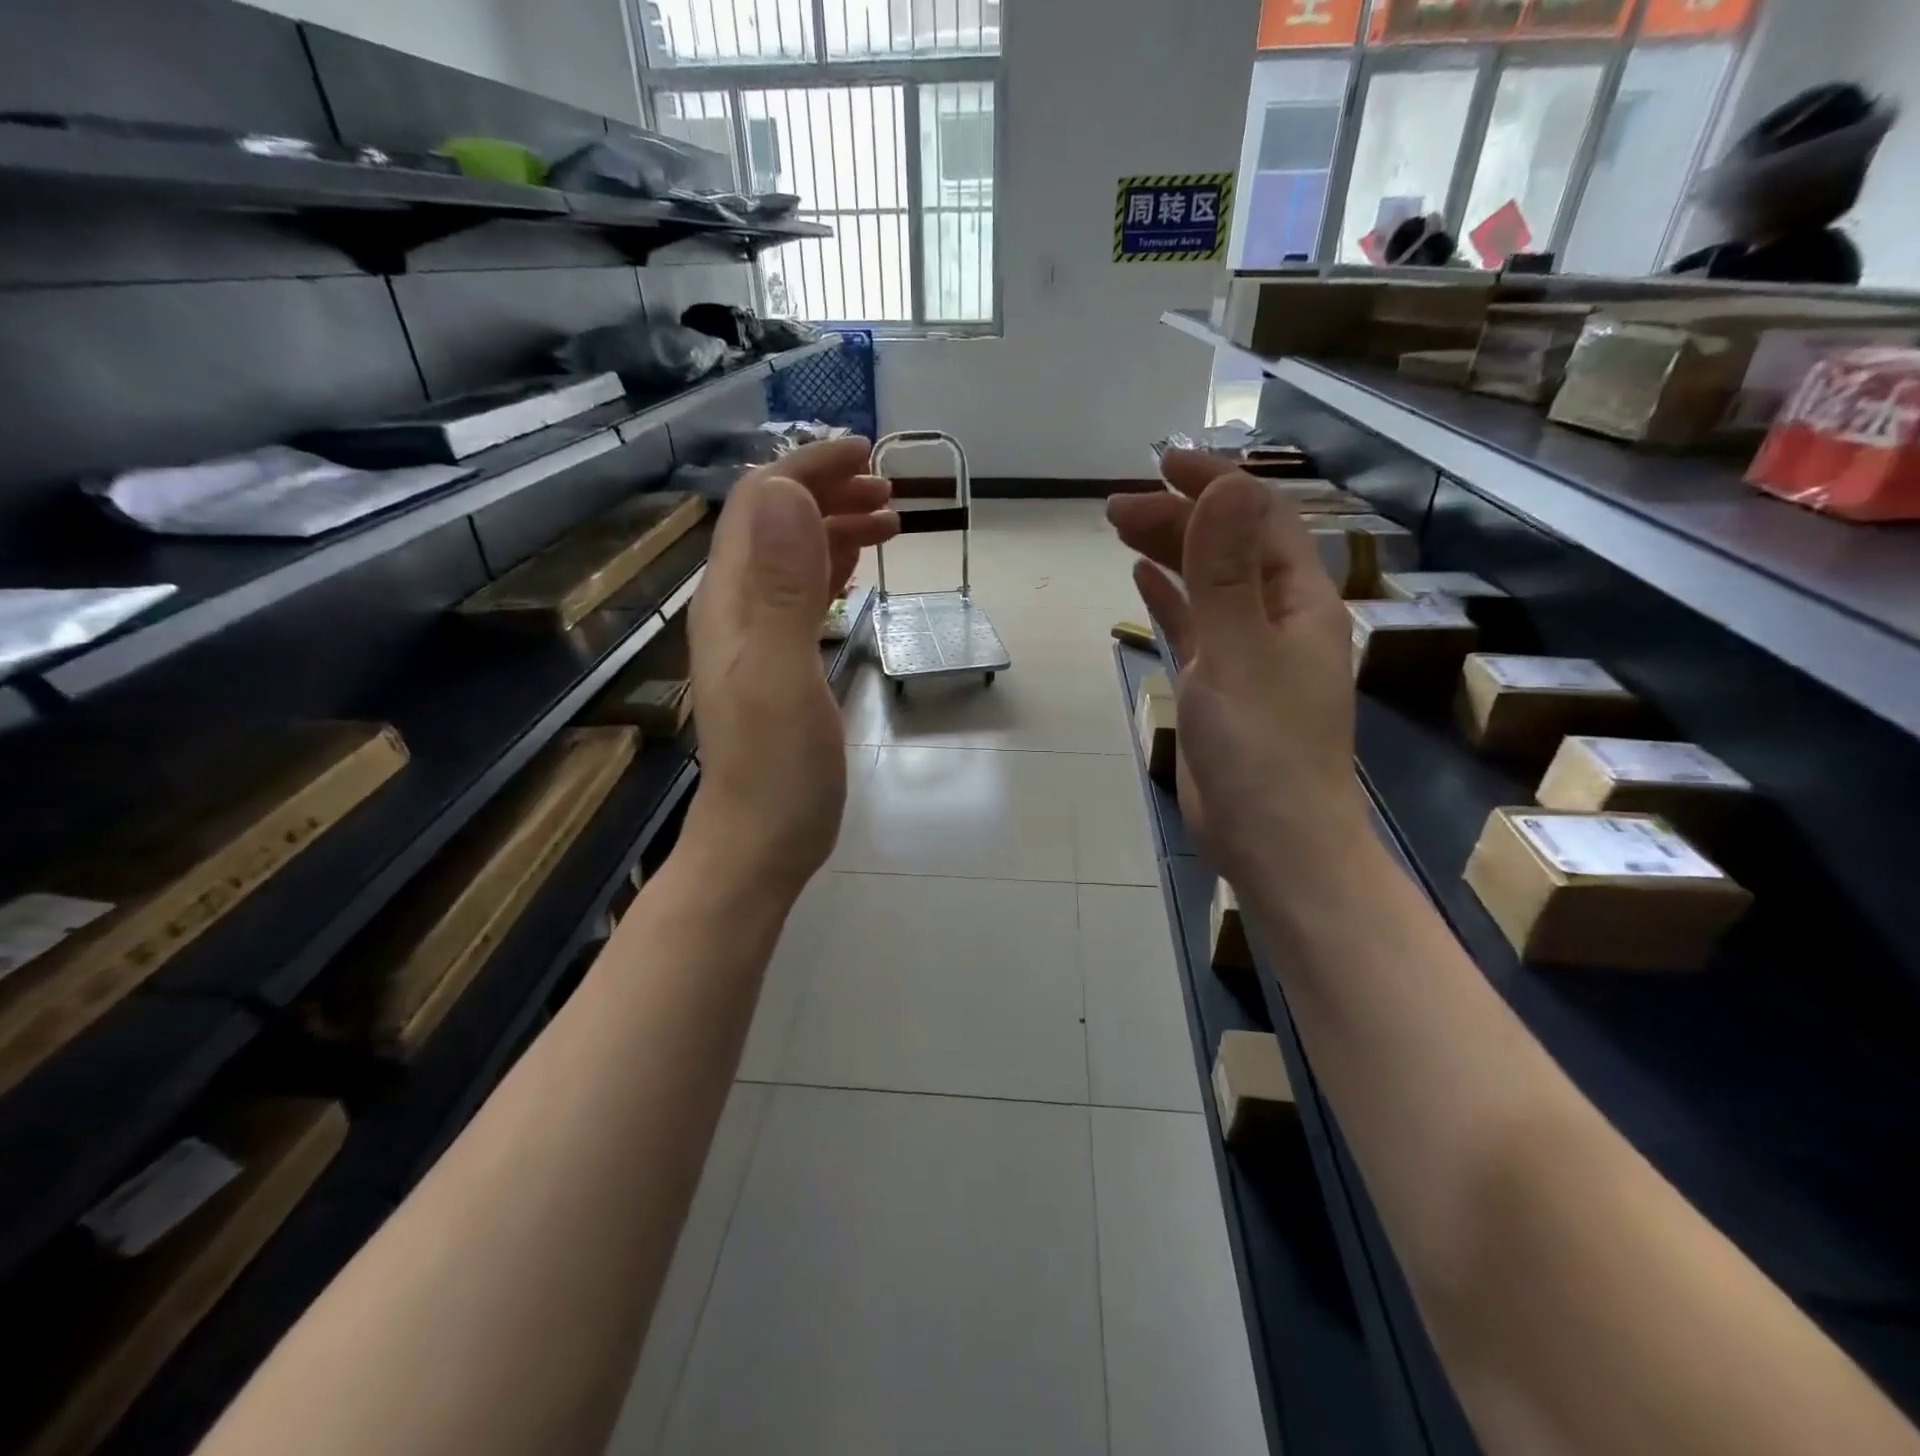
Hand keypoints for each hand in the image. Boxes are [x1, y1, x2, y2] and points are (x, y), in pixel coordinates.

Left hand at [681, 437, 897, 897]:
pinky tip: (857, 567)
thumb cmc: (778, 769)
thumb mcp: (782, 675)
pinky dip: (832, 565)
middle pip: (774, 522)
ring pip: (791, 555)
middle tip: (891, 493)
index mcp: (732, 600)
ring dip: (835, 526)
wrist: (761, 840)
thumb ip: (783, 588)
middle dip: (828, 491)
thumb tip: (790, 494)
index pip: (760, 503)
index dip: (809, 468)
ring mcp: (756, 635)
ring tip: (890, 521)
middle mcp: (736, 607)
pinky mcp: (778, 660)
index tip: (869, 457)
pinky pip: (801, 593)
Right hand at [1106, 451, 1368, 884]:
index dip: (1216, 484)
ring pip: (1207, 584)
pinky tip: (1142, 578)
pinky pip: (1194, 626)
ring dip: (1170, 551)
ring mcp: (1246, 652)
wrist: (1271, 837)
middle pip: (1228, 547)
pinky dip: (1169, 598)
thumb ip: (1226, 570)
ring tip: (1120, 529)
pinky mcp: (1218, 685)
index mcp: (1298, 601)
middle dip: (1178, 518)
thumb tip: (1227, 485)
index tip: (1163, 462)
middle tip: (1115, 506)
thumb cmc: (1261, 746)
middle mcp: (1277, 617)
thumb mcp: (1238, 651)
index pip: (1261, 519)